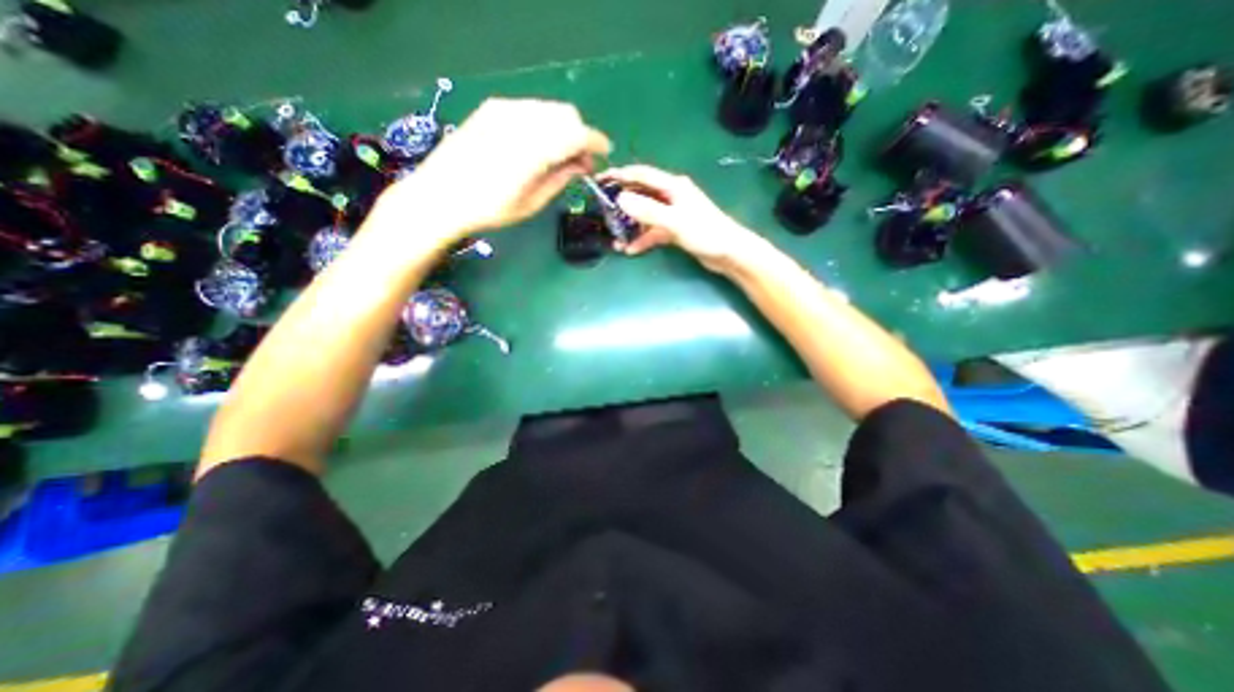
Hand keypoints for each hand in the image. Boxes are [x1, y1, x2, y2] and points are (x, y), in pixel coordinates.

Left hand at [374, 97, 607, 240]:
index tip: (606, 155)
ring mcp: (504, 109)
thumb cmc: (490, 210)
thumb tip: (584, 165)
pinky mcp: (492, 109)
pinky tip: (539, 146)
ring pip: (549, 109)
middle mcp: (522, 119)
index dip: (596, 143)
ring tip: (560, 156)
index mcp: (534, 147)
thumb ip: (561, 178)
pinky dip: (544, 124)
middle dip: (580, 135)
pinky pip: (531, 109)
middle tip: (581, 163)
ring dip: (563, 129)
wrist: (440, 196)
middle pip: (566, 114)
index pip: (577, 133)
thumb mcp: (532, 202)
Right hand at [600, 166, 762, 272]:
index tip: (600, 179)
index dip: (621, 175)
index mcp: (673, 187)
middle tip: (603, 212)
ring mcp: (673, 213)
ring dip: (631, 226)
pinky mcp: (675, 229)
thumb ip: (649, 211)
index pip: (641, 175)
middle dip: (622, 203)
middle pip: (641, 195)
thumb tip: (621, 199)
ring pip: (646, 215)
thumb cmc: (705, 233)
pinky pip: (653, 231)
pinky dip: (643, 239)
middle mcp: (671, 196)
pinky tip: (631, 250)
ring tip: (615, 239)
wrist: (729, 253)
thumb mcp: (675, 221)